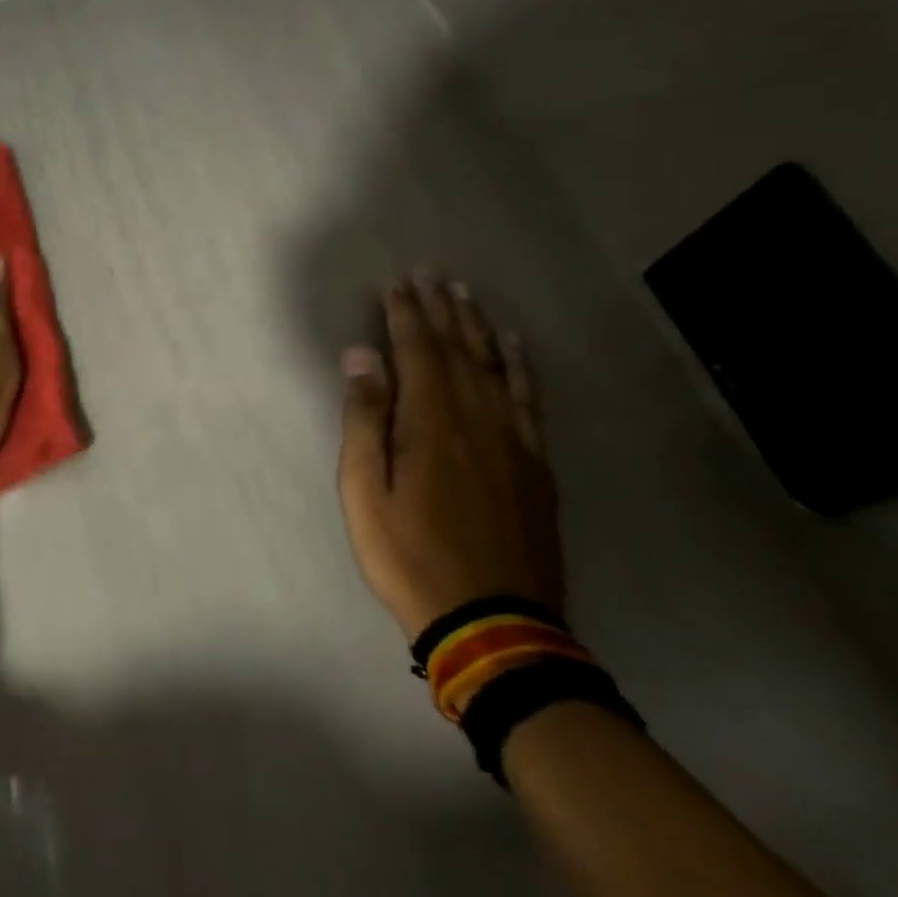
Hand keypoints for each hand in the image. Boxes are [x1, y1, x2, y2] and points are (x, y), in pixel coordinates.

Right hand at [336, 273, 562, 640]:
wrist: (492, 622)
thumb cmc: (409, 556)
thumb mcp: (364, 492)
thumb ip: (364, 420)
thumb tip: (361, 358)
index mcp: (431, 422)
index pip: (417, 351)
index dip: (405, 314)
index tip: (396, 283)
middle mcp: (477, 418)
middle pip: (459, 349)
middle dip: (441, 308)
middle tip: (431, 273)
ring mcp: (514, 440)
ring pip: (496, 367)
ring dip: (478, 327)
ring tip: (466, 294)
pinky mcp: (536, 465)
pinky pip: (530, 400)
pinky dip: (521, 366)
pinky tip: (515, 347)